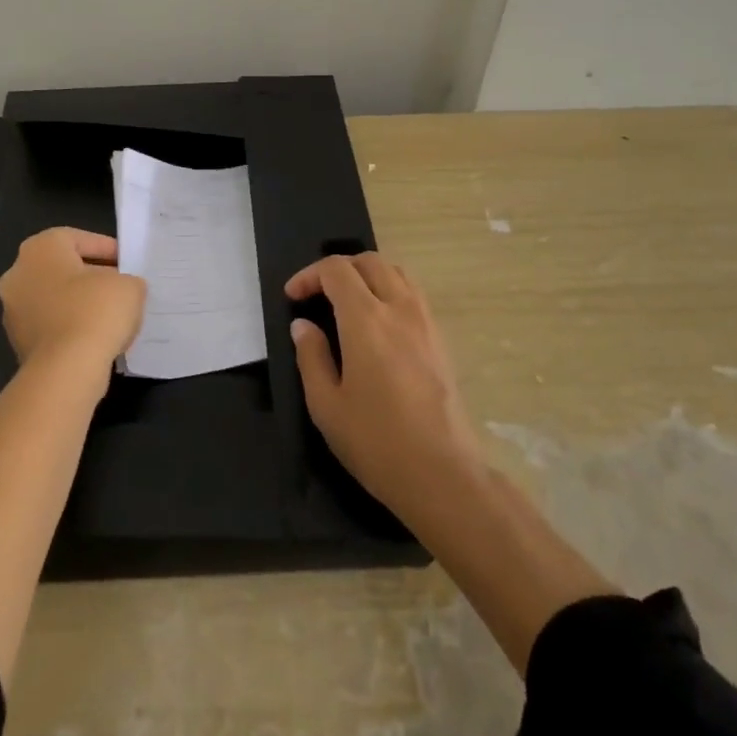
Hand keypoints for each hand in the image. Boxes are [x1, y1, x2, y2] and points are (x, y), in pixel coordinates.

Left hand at [0, 228, 145, 376]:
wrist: (65, 370)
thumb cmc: (96, 311)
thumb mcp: (129, 285)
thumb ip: (127, 280)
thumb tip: (123, 289)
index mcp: (40, 248)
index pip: (78, 239)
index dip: (107, 249)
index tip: (128, 263)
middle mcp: (18, 274)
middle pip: (62, 268)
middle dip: (92, 276)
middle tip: (120, 287)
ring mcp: (13, 311)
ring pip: (54, 298)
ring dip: (79, 303)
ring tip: (112, 315)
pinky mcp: (18, 343)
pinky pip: (50, 325)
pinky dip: (70, 327)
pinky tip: (95, 337)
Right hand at [286, 253, 484, 527]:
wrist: (443, 474)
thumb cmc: (376, 442)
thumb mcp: (326, 405)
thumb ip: (311, 357)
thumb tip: (304, 325)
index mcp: (366, 320)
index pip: (336, 270)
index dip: (309, 275)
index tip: (292, 297)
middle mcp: (399, 309)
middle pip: (369, 261)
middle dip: (338, 269)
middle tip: (318, 295)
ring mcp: (426, 322)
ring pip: (396, 272)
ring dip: (367, 275)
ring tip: (348, 302)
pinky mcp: (441, 339)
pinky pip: (413, 294)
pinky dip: (390, 290)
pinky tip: (378, 323)